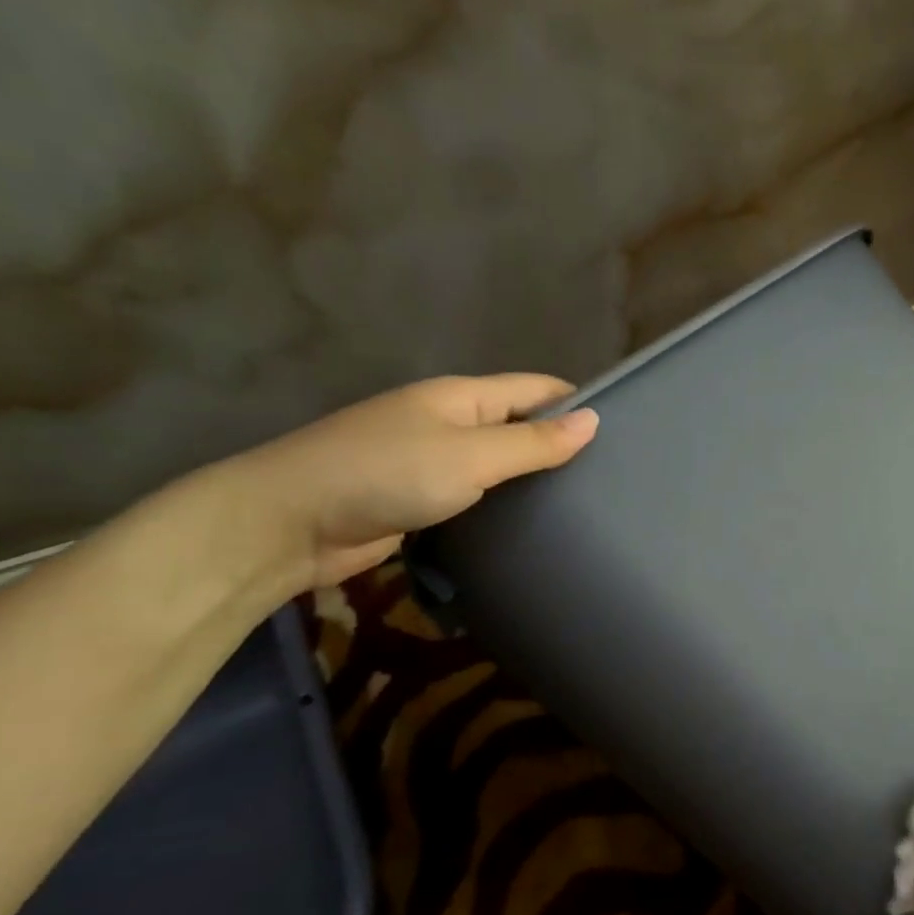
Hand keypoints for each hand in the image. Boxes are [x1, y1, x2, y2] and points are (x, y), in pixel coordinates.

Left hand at [219, 374, 597, 591]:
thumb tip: (594, 420)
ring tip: (586, 504)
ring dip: (532, 478)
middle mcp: (450, 422)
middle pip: (520, 424)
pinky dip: (504, 505)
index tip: (625, 433)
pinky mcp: (419, 499)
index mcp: (462, 397)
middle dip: (561, 444)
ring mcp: (431, 461)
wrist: (288, 524)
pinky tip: (533, 525)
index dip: (578, 403)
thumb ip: (533, 442)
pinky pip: (476, 495)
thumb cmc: (385, 474)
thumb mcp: (470, 455)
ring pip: (498, 463)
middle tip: (613, 478)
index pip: (536, 389)